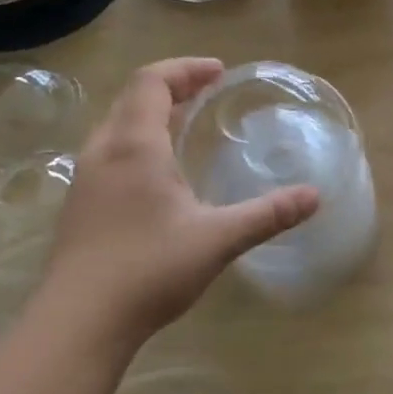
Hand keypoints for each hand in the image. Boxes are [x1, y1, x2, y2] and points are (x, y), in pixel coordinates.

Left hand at [36, 58, 318, 347]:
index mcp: (134, 145)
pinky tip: (159, 173)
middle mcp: (103, 151)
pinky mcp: (79, 205)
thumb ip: (268, 214)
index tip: (219, 72)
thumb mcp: (218, 239)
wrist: (78, 324)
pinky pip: (110, 151)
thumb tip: (314, 196)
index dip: (186, 68)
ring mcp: (85, 179)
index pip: (152, 81)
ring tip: (185, 123)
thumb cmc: (148, 270)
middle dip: (172, 86)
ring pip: (117, 125)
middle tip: (207, 92)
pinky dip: (138, 140)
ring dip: (152, 113)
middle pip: (133, 97)